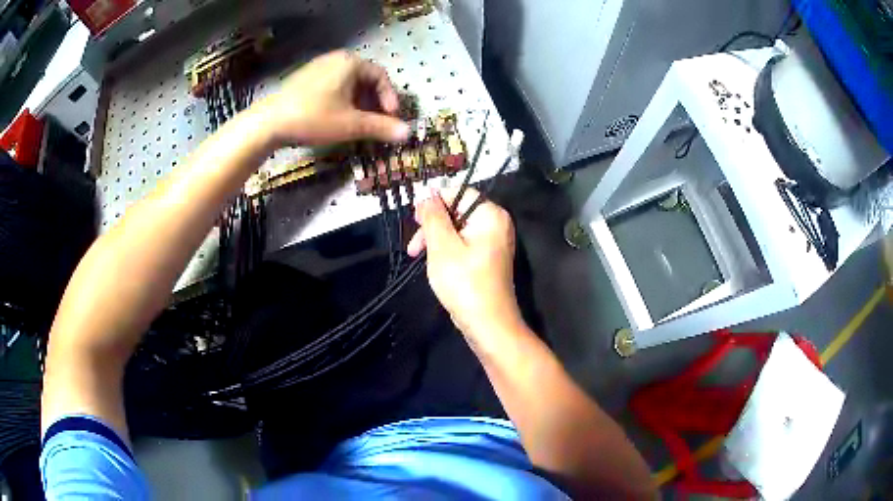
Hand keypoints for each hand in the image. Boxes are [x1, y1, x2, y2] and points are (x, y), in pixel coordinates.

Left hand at [254, 50, 409, 146]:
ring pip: (347, 83)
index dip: (389, 99)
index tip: (390, 119)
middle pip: (365, 79)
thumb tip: (408, 133)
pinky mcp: (304, 77)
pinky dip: (340, 99)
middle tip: (374, 122)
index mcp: (351, 62)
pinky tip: (334, 117)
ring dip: (357, 102)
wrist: (269, 122)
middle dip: (373, 102)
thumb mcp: (351, 124)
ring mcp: (318, 66)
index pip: (381, 77)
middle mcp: (336, 58)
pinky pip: (331, 85)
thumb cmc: (314, 117)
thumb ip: (381, 127)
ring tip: (355, 122)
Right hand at [408, 188, 523, 341]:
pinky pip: (464, 245)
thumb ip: (433, 216)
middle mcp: (496, 223)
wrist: (488, 324)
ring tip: (418, 257)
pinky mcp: (488, 259)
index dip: (433, 203)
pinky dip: (447, 251)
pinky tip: (435, 264)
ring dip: (436, 240)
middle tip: (413, 247)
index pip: (458, 193)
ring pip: (457, 230)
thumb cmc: (464, 282)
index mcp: (490, 214)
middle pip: (457, 211)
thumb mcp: (442, 246)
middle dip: (432, 226)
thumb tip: (427, 193)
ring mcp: (494, 242)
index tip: (413, 221)